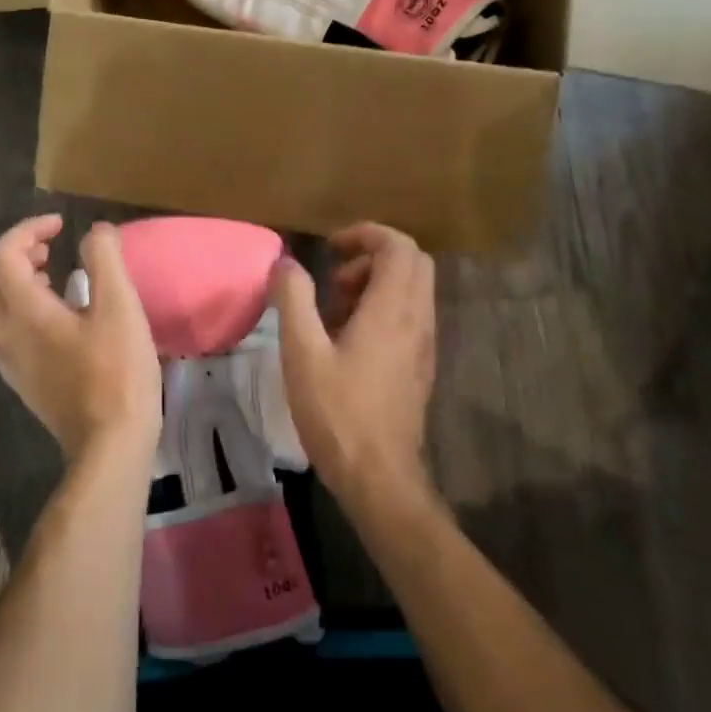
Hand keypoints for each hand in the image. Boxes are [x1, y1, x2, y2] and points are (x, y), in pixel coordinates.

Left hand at [0, 215, 161, 460]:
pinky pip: (0, 340)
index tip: (62, 227)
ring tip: (50, 287)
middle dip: (15, 259)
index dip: (29, 230)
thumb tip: (95, 231)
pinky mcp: (22, 384)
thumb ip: (105, 260)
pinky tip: (51, 326)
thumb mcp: (121, 307)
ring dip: (11, 290)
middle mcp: (7, 334)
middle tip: (51, 256)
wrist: (109, 444)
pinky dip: (15, 318)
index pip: (3, 254)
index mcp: (26, 311)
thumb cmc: (117, 371)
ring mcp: (10, 363)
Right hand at [268, 222, 436, 502]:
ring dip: (375, 285)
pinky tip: (347, 342)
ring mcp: (424, 344)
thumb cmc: (338, 412)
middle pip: (412, 262)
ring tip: (333, 313)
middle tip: (333, 280)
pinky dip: (382, 309)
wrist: (380, 477)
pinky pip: (409, 316)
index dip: (365, 234)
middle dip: (371, 257)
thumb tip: (286, 263)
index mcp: (392, 310)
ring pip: (412, 290)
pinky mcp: (421, 365)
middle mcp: (417, 320)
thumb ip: (294, 299)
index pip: (398, 246)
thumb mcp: (302, 353)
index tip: (330, 249)